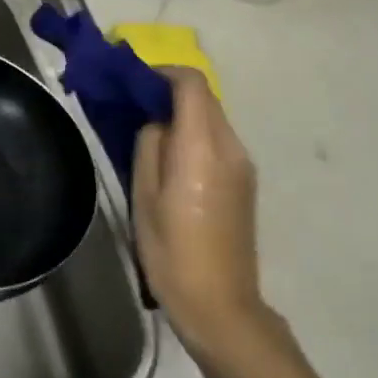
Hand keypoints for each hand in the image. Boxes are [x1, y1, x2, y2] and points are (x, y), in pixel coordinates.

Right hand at [132, 69, 279, 367]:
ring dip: (181, 113)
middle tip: (132, 103)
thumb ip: (150, 148)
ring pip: (212, 118)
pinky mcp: (245, 182)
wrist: (221, 305)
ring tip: (146, 130)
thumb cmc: (172, 253)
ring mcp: (243, 165)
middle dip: (169, 91)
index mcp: (203, 148)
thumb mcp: (145, 198)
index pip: (192, 85)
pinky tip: (170, 157)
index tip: (132, 80)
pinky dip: (193, 133)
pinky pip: (217, 140)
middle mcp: (231, 148)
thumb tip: (157, 124)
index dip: (162, 72)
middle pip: (204, 98)